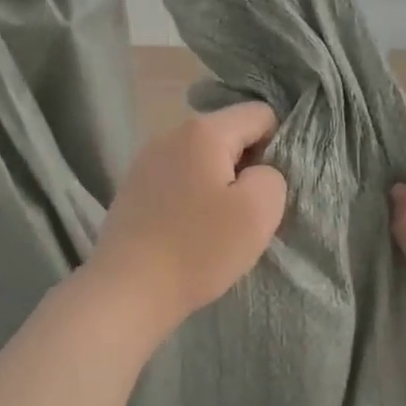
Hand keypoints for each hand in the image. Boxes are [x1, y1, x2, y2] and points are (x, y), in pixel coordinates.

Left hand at [85, 102, 287, 343]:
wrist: (127, 290)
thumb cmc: (198, 248)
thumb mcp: (259, 212)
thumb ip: (273, 176)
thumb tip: (259, 172)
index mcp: (204, 130)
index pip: (261, 115)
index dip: (277, 147)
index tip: (267, 189)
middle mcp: (172, 133)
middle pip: (230, 134)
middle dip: (246, 166)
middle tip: (247, 212)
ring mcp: (147, 158)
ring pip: (204, 158)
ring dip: (219, 183)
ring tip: (217, 225)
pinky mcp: (133, 186)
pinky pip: (179, 177)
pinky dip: (192, 196)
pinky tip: (188, 230)